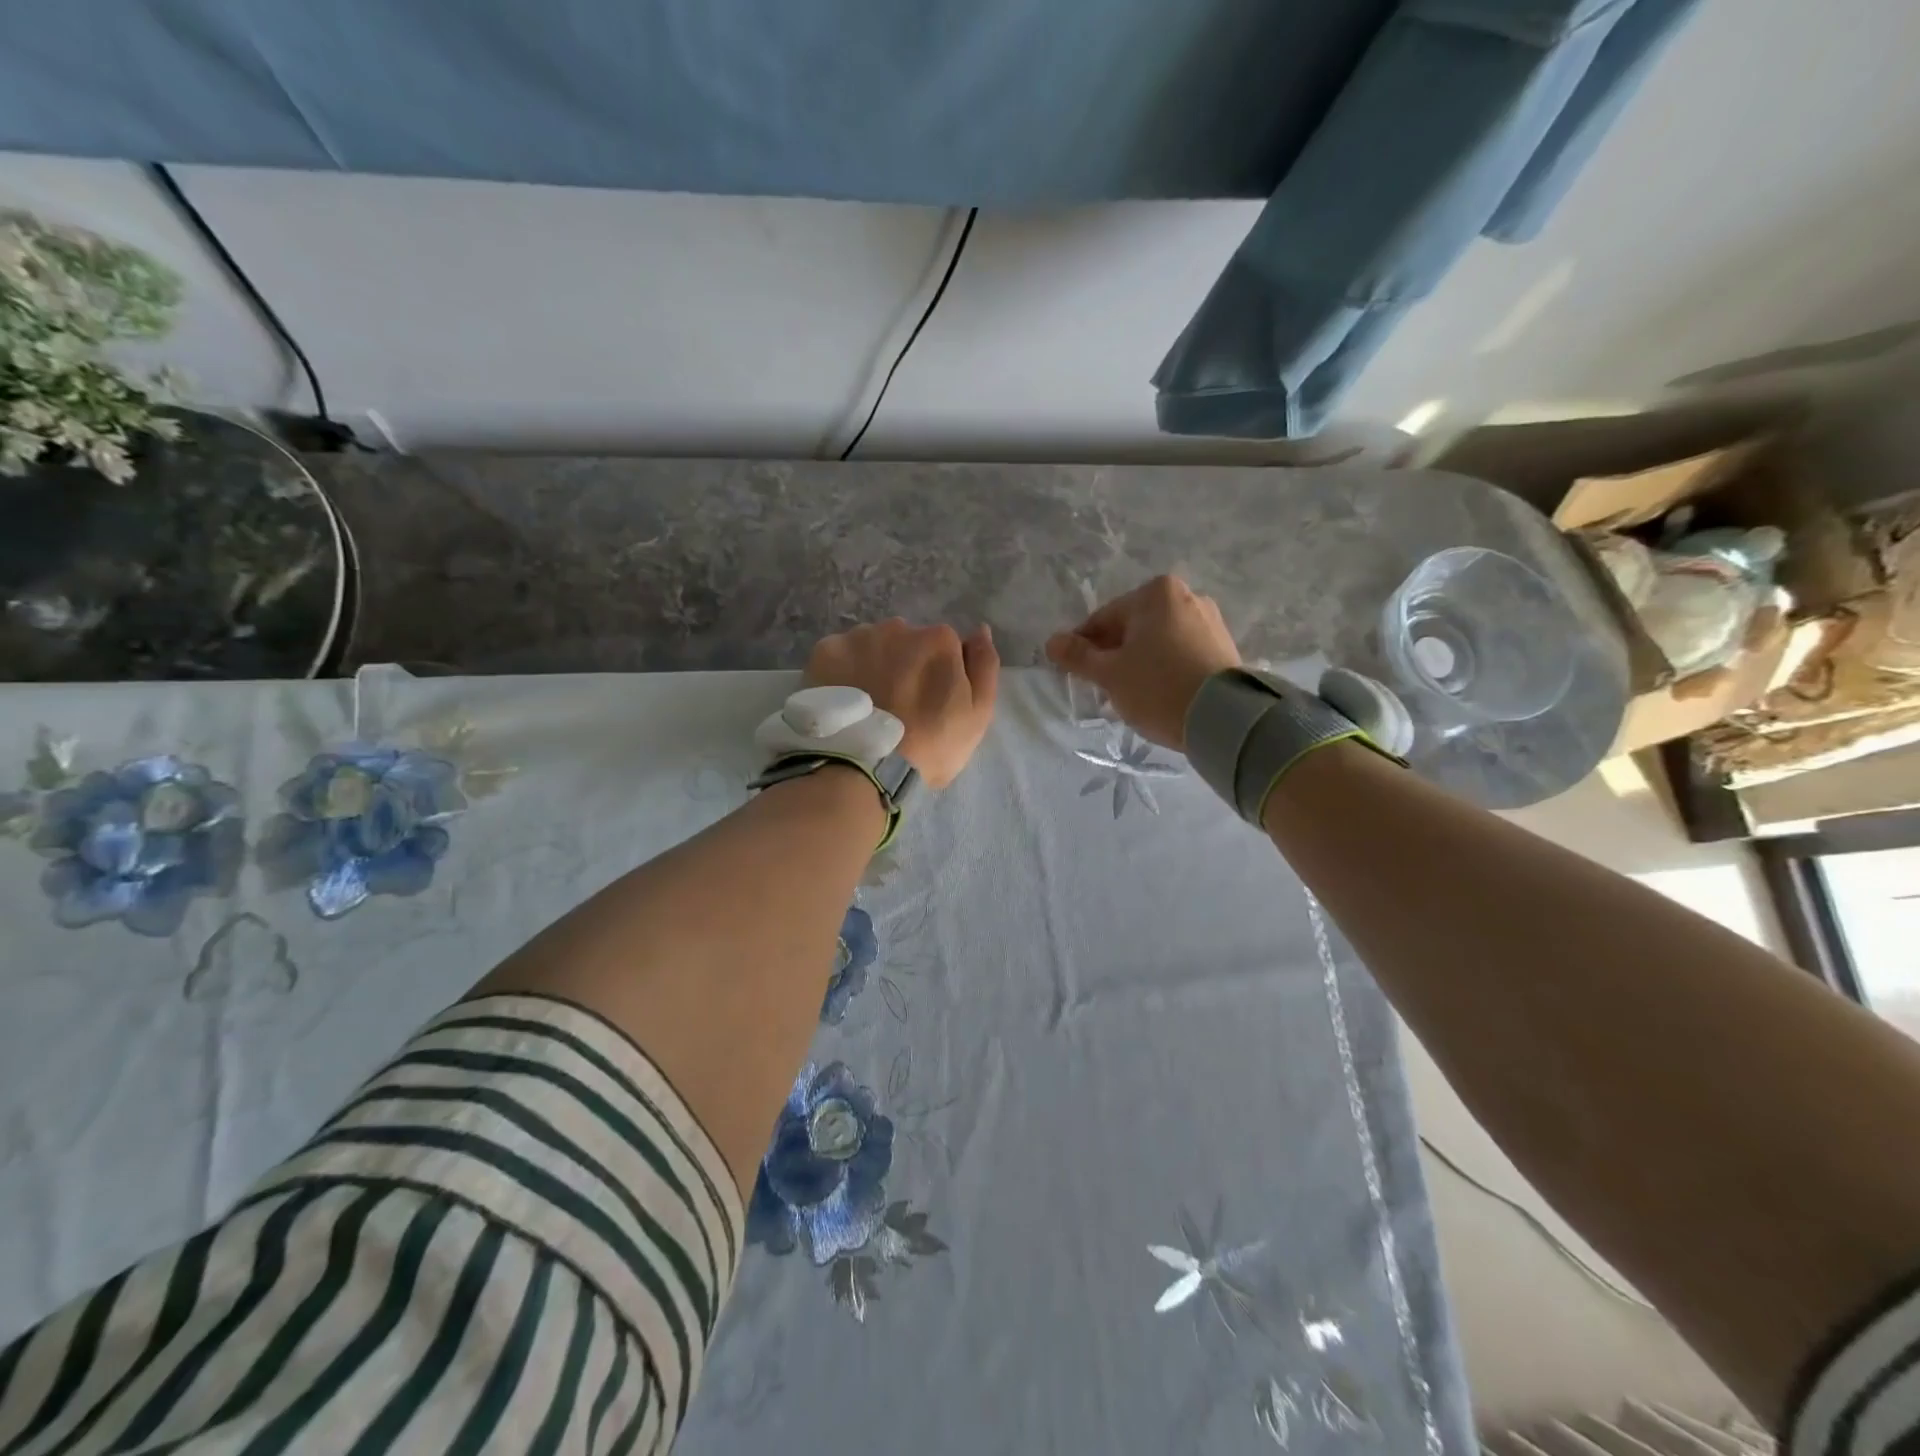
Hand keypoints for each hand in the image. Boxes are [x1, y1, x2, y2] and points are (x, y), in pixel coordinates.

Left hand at [806, 619, 999, 788]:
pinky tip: (845, 700)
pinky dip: (842, 672)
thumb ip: (984, 667)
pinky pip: (840, 655)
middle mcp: (898, 627)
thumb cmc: (930, 747)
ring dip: (873, 665)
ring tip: (868, 705)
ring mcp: (858, 637)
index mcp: (939, 639)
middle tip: (898, 707)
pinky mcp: (824, 652)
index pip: (945, 647)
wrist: (863, 769)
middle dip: (905, 666)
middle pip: (907, 642)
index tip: (930, 703)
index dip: (939, 675)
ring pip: (872, 645)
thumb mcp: (977, 715)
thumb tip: (980, 631)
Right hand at [1045, 576, 1240, 750]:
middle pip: (1133, 627)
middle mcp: (1186, 596)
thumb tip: (1052, 642)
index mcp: (1155, 593)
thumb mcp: (1110, 674)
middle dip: (1115, 654)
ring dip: (1139, 661)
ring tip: (1133, 694)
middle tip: (1104, 688)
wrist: (1224, 718)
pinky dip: (1165, 667)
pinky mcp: (1224, 645)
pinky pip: (1181, 651)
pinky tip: (1160, 692)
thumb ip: (1078, 656)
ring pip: (1158, 640)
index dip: (1084, 647)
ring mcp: (1209, 620)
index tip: (1076, 673)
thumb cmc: (1158, 688)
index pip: (1104, 619)